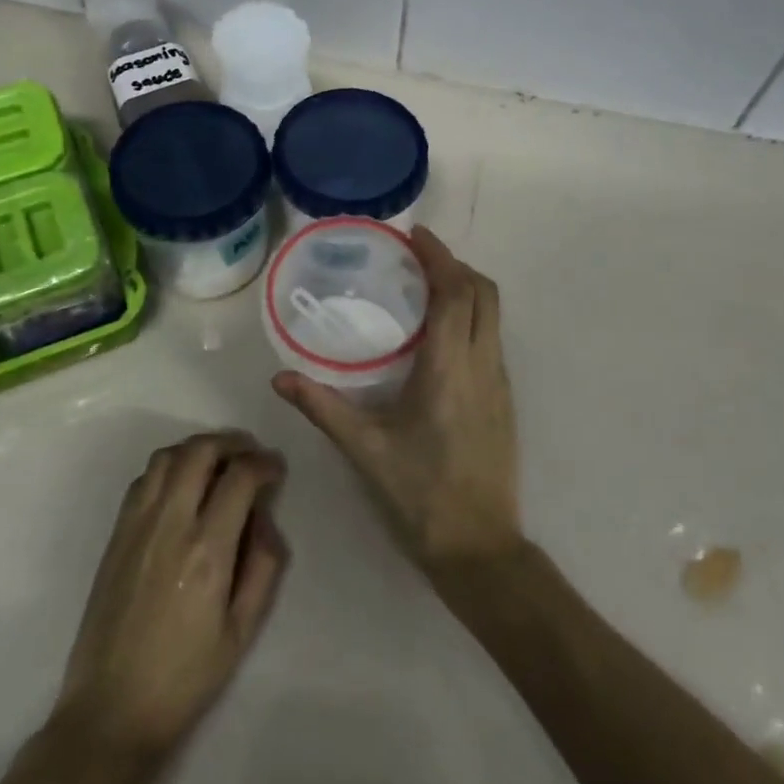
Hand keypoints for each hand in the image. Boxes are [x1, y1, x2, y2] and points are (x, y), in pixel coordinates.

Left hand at [55, 431, 289, 758]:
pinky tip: (182, 488)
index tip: (275, 470)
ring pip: (167, 456)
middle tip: (249, 457)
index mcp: (207, 550)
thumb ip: (264, 566)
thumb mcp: (242, 631)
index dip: (264, 463)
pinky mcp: (116, 535)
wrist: (110, 710)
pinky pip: (143, 479)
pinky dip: (169, 468)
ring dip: (197, 449)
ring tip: (217, 466)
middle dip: (231, 442)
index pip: (240, 476)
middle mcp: (170, 525)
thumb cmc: (185, 678)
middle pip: (200, 451)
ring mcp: (136, 526)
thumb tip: (266, 517)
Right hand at [273, 227, 520, 573]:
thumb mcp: (364, 449)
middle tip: (417, 256)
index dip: (439, 257)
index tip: (414, 235)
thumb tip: (280, 380)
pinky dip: (471, 316)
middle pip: (484, 293)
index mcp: (450, 368)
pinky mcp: (504, 400)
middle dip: (455, 265)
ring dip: (466, 289)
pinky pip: (492, 338)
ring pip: (493, 315)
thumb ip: (322, 408)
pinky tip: (439, 335)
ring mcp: (500, 382)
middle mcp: (483, 365)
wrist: (480, 547)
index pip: (455, 292)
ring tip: (426, 286)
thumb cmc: (420, 495)